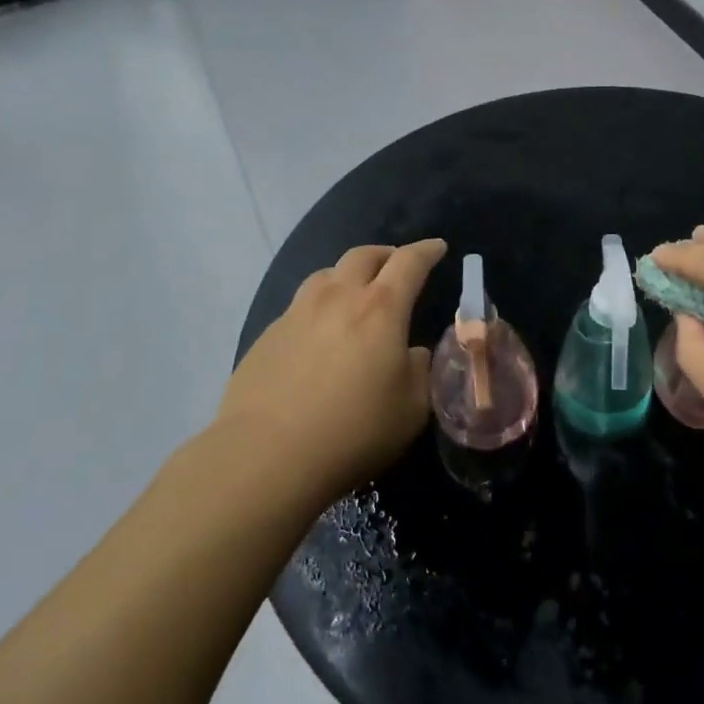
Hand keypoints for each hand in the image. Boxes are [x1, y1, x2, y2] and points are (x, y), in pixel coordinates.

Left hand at [217, 240, 446, 504]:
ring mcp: (297, 313)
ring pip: (327, 274)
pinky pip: (300, 306)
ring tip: (355, 293)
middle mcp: (338, 297)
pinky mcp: (268, 335)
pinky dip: (319, 308)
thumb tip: (412, 353)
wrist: (266, 455)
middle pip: (364, 255)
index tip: (437, 247)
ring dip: (348, 275)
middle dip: (386, 255)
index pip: (409, 262)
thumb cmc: (353, 431)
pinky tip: (319, 336)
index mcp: (380, 309)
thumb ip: (419, 371)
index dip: (427, 251)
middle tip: (397, 266)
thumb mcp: (411, 409)